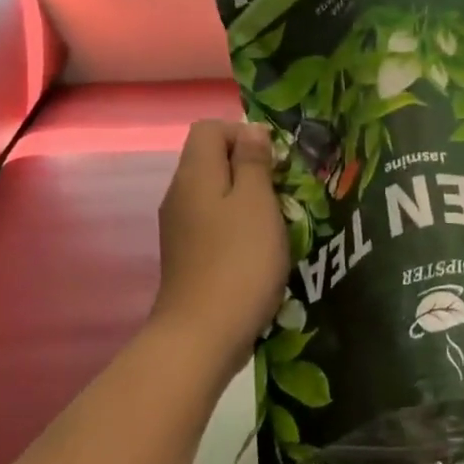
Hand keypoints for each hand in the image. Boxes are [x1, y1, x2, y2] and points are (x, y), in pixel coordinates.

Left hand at [151, 121, 288, 376]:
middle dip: (251, 167)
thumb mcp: (257, 202)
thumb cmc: (239, 260)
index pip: (210, 129)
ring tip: (277, 221)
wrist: (203, 334)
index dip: (244, 134)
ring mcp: (181, 228)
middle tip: (283, 192)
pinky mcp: (189, 256)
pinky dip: (238, 226)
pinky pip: (214, 223)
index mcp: (195, 175)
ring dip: (248, 199)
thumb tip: (252, 131)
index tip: (274, 161)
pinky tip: (260, 249)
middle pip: (212, 160)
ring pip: (216, 194)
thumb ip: (254, 162)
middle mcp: (180, 195)